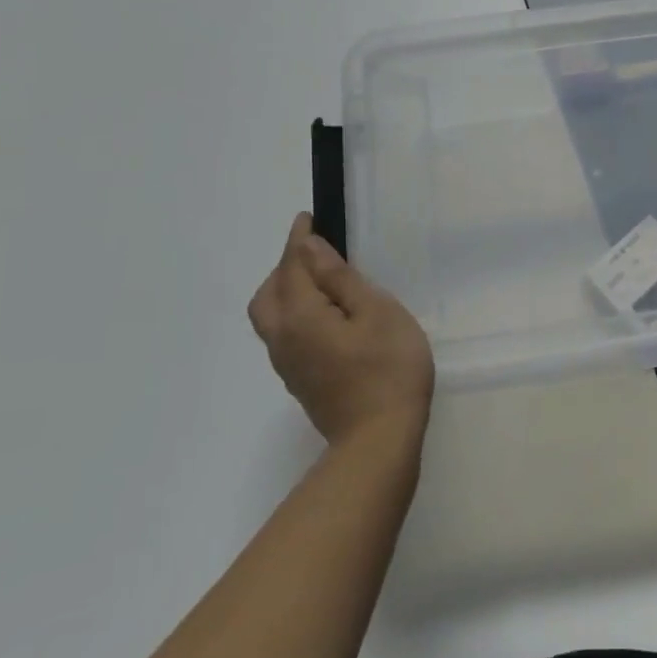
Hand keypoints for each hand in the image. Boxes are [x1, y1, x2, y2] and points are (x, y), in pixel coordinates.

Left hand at [248, 213, 434, 445]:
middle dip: (284, 267)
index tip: (307, 218)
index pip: (291, 267)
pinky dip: (293, 313)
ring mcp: (288, 364)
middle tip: (313, 251)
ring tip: (319, 280)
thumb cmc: (388, 368)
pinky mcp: (300, 381)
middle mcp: (283, 339)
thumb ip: (340, 279)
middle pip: (268, 295)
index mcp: (300, 316)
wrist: (380, 439)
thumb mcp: (376, 312)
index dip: (298, 240)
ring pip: (271, 317)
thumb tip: (310, 249)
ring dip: (286, 291)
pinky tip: (323, 316)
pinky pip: (284, 335)